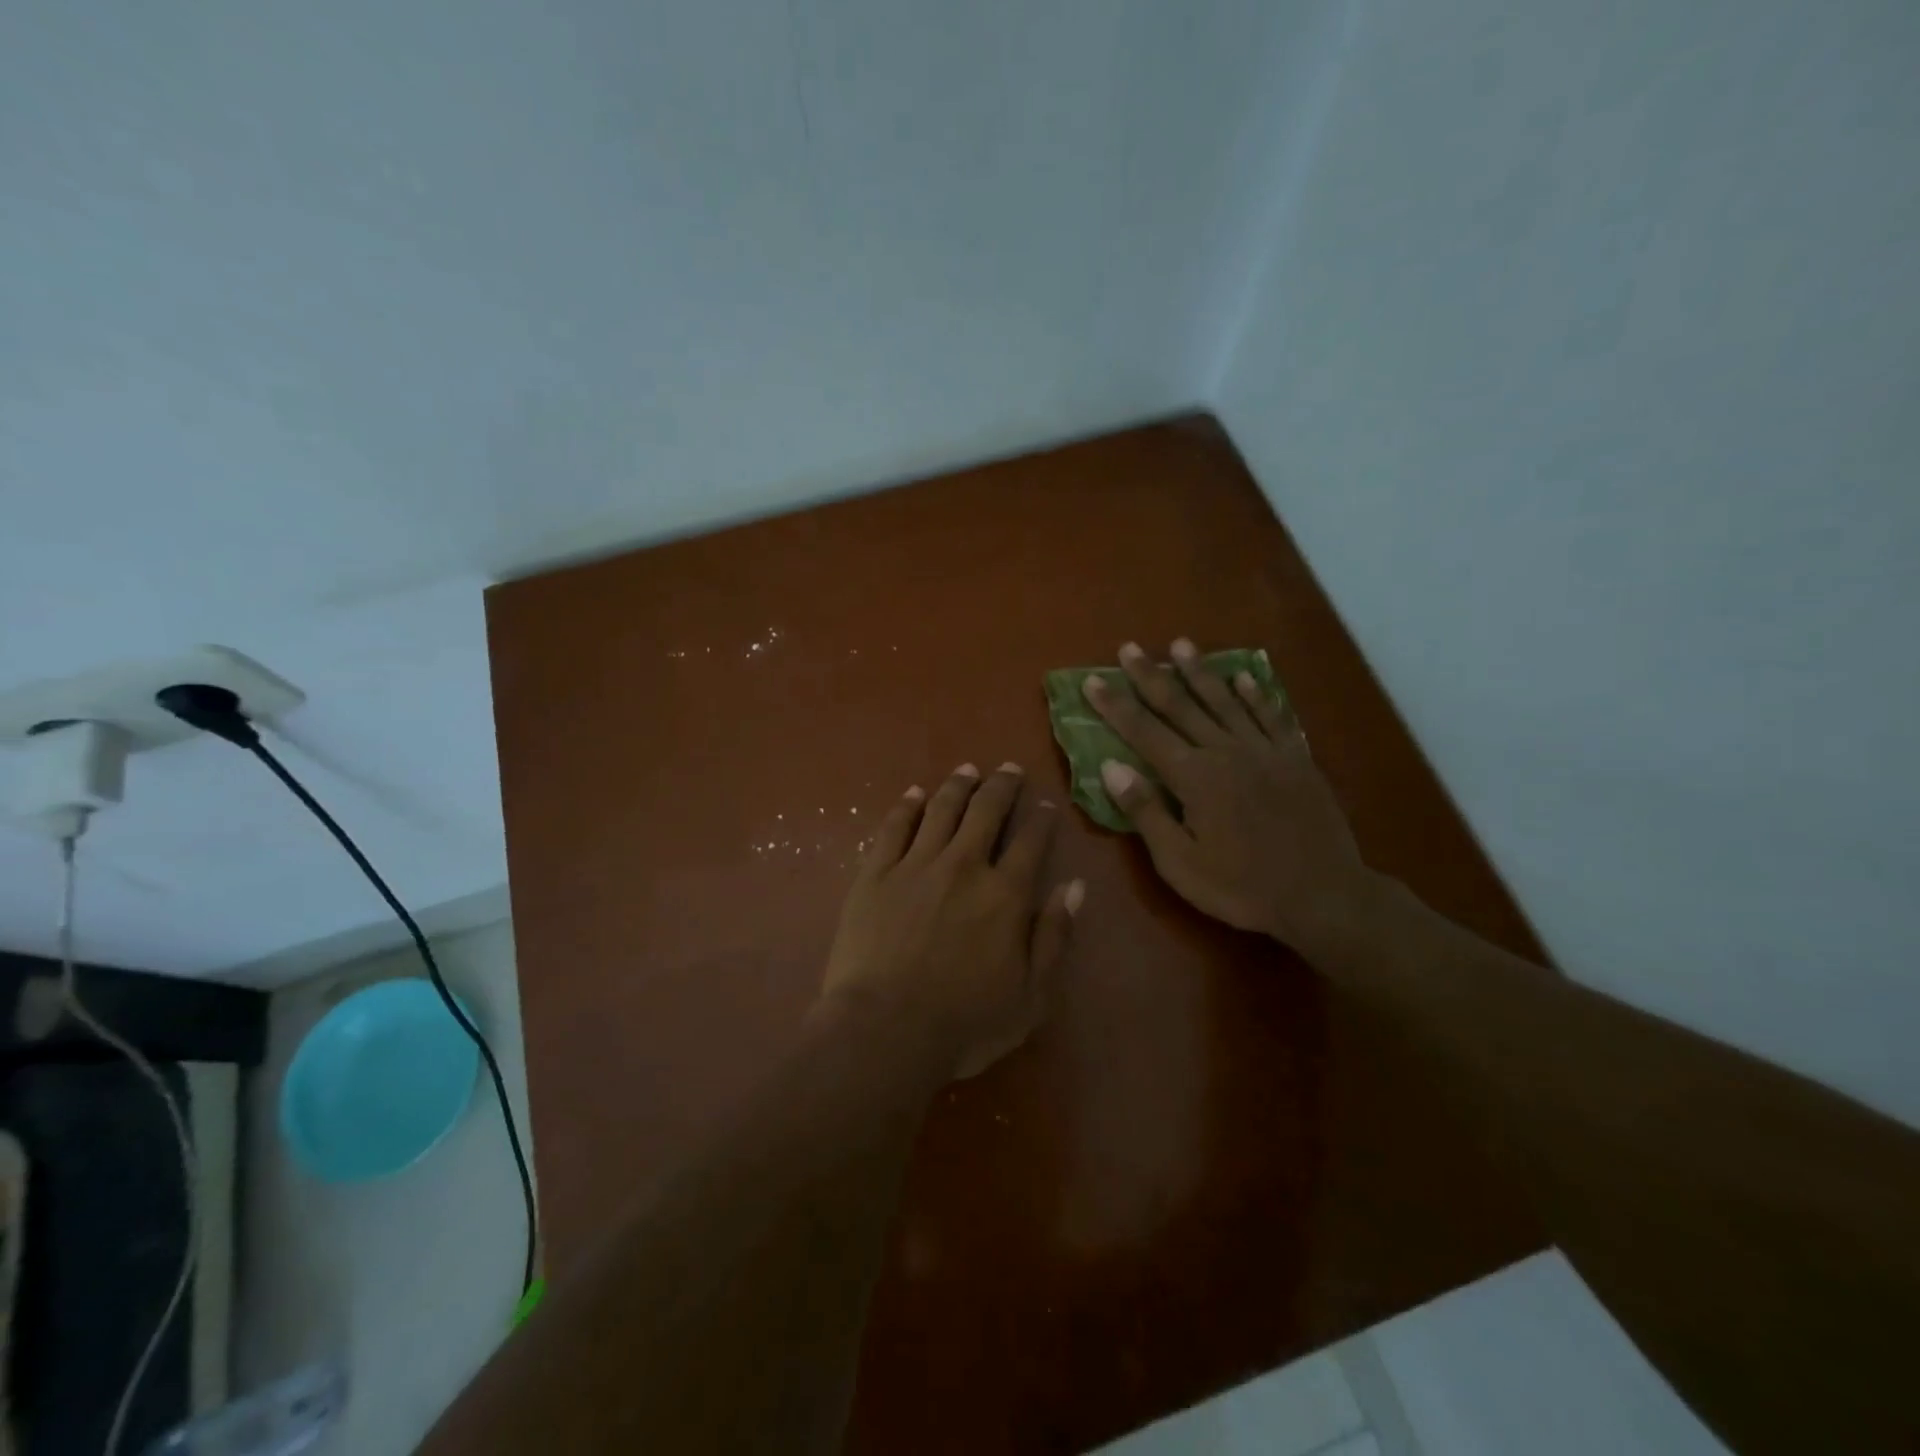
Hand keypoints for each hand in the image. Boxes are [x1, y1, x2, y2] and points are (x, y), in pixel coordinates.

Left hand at [821, 764, 1084, 1080]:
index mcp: (1004, 895)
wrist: (884, 1031)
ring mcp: (915, 865)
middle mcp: (963, 866)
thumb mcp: (1030, 996)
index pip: (1030, 843)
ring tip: (967, 769)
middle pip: (986, 812)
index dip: (1040, 820)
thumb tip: (1074, 886)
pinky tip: (914, 793)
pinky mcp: (875, 873)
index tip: (1045, 804)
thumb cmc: (964, 1023)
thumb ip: (1054, 936)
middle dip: (1002, 786)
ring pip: (941, 810)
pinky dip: (907, 806)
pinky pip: (894, 827)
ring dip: (958, 785)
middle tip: (1009, 768)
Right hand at [1083, 639, 1374, 952]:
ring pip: (1225, 701)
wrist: (1324, 896)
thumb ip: (1145, 811)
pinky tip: (1244, 678)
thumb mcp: (1180, 863)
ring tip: (1181, 645)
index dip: (1116, 705)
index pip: (1144, 732)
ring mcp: (1265, 751)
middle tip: (1130, 648)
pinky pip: (1272, 716)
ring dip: (1200, 672)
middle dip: (1151, 676)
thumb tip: (1110, 766)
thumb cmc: (1241, 887)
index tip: (1093, 679)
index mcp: (1194, 777)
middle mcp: (1226, 752)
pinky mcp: (1296, 759)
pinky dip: (1256, 695)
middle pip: (1180, 706)